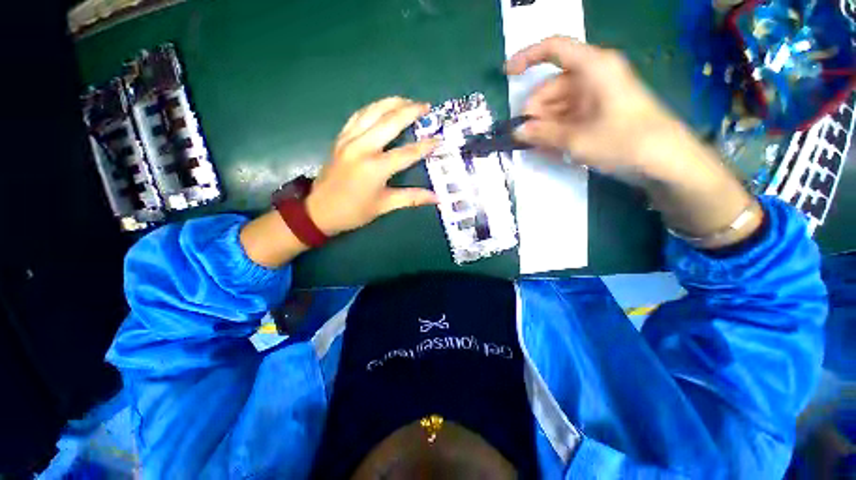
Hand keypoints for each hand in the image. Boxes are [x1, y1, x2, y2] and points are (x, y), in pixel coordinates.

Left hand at [306, 97, 439, 235]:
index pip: (407, 152)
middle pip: (390, 122)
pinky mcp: (340, 139)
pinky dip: (372, 109)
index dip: (425, 146)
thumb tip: (437, 198)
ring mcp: (348, 140)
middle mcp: (362, 148)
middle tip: (426, 106)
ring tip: (407, 100)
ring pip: (372, 112)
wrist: (319, 211)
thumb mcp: (385, 206)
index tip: (439, 139)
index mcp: (375, 168)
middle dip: (410, 111)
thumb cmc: (354, 211)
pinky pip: (357, 117)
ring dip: (391, 103)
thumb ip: (412, 198)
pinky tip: (381, 107)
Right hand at [506, 36, 687, 180]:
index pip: (554, 49)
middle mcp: (594, 75)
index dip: (527, 57)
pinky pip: (570, 115)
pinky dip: (557, 129)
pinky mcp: (600, 110)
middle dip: (535, 110)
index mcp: (593, 67)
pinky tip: (548, 145)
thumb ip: (543, 134)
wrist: (666, 160)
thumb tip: (517, 132)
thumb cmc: (624, 142)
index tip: (507, 75)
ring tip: (536, 146)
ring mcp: (598, 93)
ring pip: (559, 103)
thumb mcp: (577, 139)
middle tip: (525, 136)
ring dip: (544, 123)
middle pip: (553, 84)